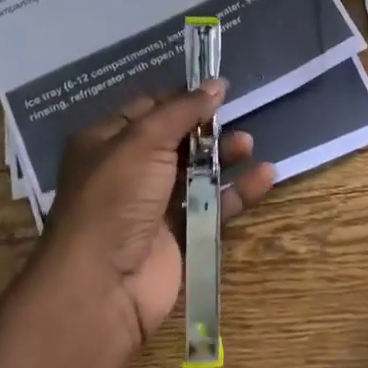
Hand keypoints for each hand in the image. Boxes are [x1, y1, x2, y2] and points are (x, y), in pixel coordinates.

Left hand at [39, 80, 275, 360]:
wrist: (102, 285)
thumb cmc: (115, 198)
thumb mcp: (144, 141)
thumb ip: (183, 110)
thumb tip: (217, 83)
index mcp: (106, 142)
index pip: (148, 109)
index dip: (182, 98)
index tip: (218, 90)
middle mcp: (128, 171)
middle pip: (176, 140)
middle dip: (207, 129)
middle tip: (236, 118)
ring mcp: (153, 206)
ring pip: (197, 173)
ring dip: (224, 157)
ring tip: (249, 145)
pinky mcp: (179, 236)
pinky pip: (213, 206)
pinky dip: (238, 191)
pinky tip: (265, 176)